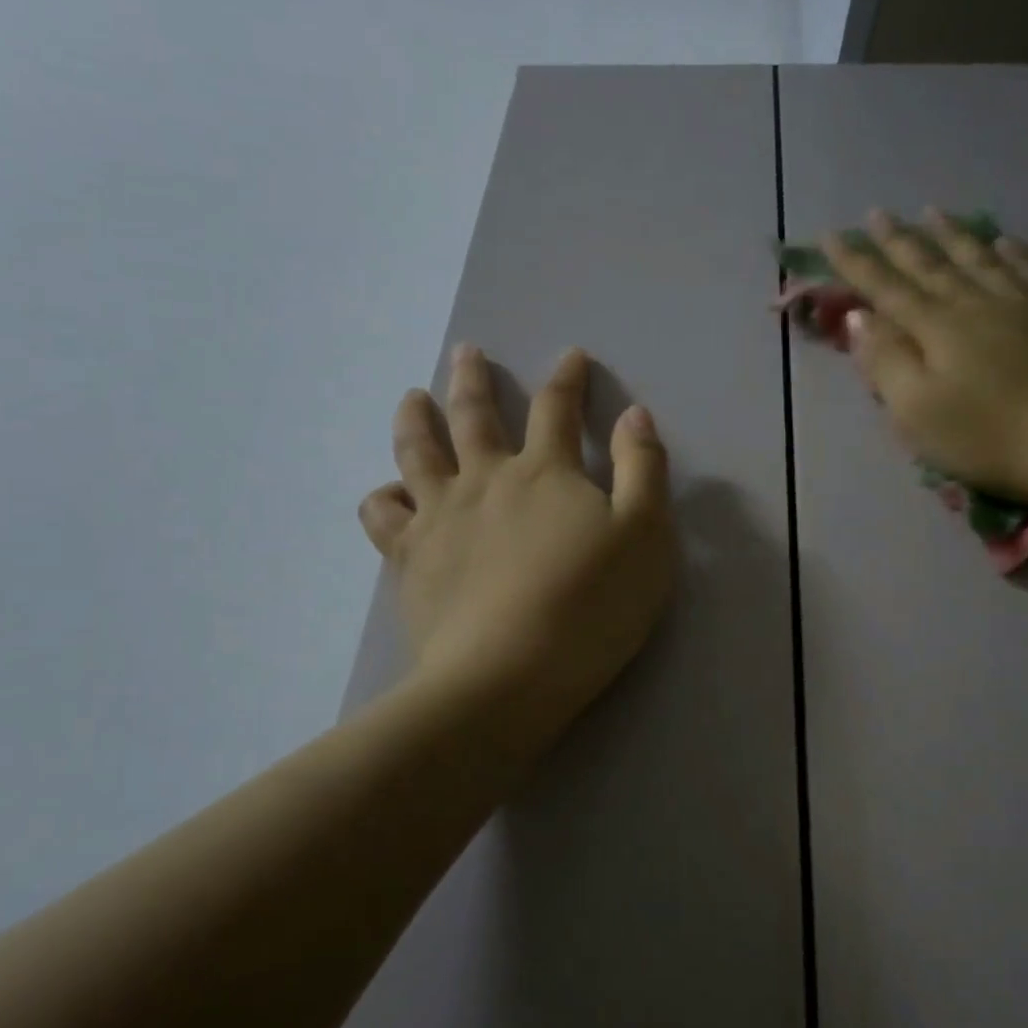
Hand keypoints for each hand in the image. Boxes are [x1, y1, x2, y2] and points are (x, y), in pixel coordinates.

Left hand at [359, 345, 674, 746]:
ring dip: (414, 419)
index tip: (570, 356)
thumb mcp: (646, 536)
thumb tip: (634, 414)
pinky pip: (383, 515)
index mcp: (545, 473)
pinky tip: (389, 494)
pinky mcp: (408, 559)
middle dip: (472, 379)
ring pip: (416, 452)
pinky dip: (382, 497)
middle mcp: (486, 481)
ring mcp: (439, 517)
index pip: (557, 409)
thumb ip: (642, 470)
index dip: (567, 379)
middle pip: (473, 416)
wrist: (507, 675)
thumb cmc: (590, 606)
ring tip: (412, 398)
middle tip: (465, 351)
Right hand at [821, 209, 1027, 506]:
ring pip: (982, 259)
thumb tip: (859, 317)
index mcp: (937, 329)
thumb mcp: (917, 411)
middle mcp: (978, 304)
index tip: (830, 235)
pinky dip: (1017, 253)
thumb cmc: (989, 436)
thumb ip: (885, 362)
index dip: (856, 263)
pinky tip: (1006, 241)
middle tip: (877, 213)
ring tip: (933, 212)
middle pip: (932, 266)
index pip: (886, 288)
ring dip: (953, 235)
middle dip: (899, 240)